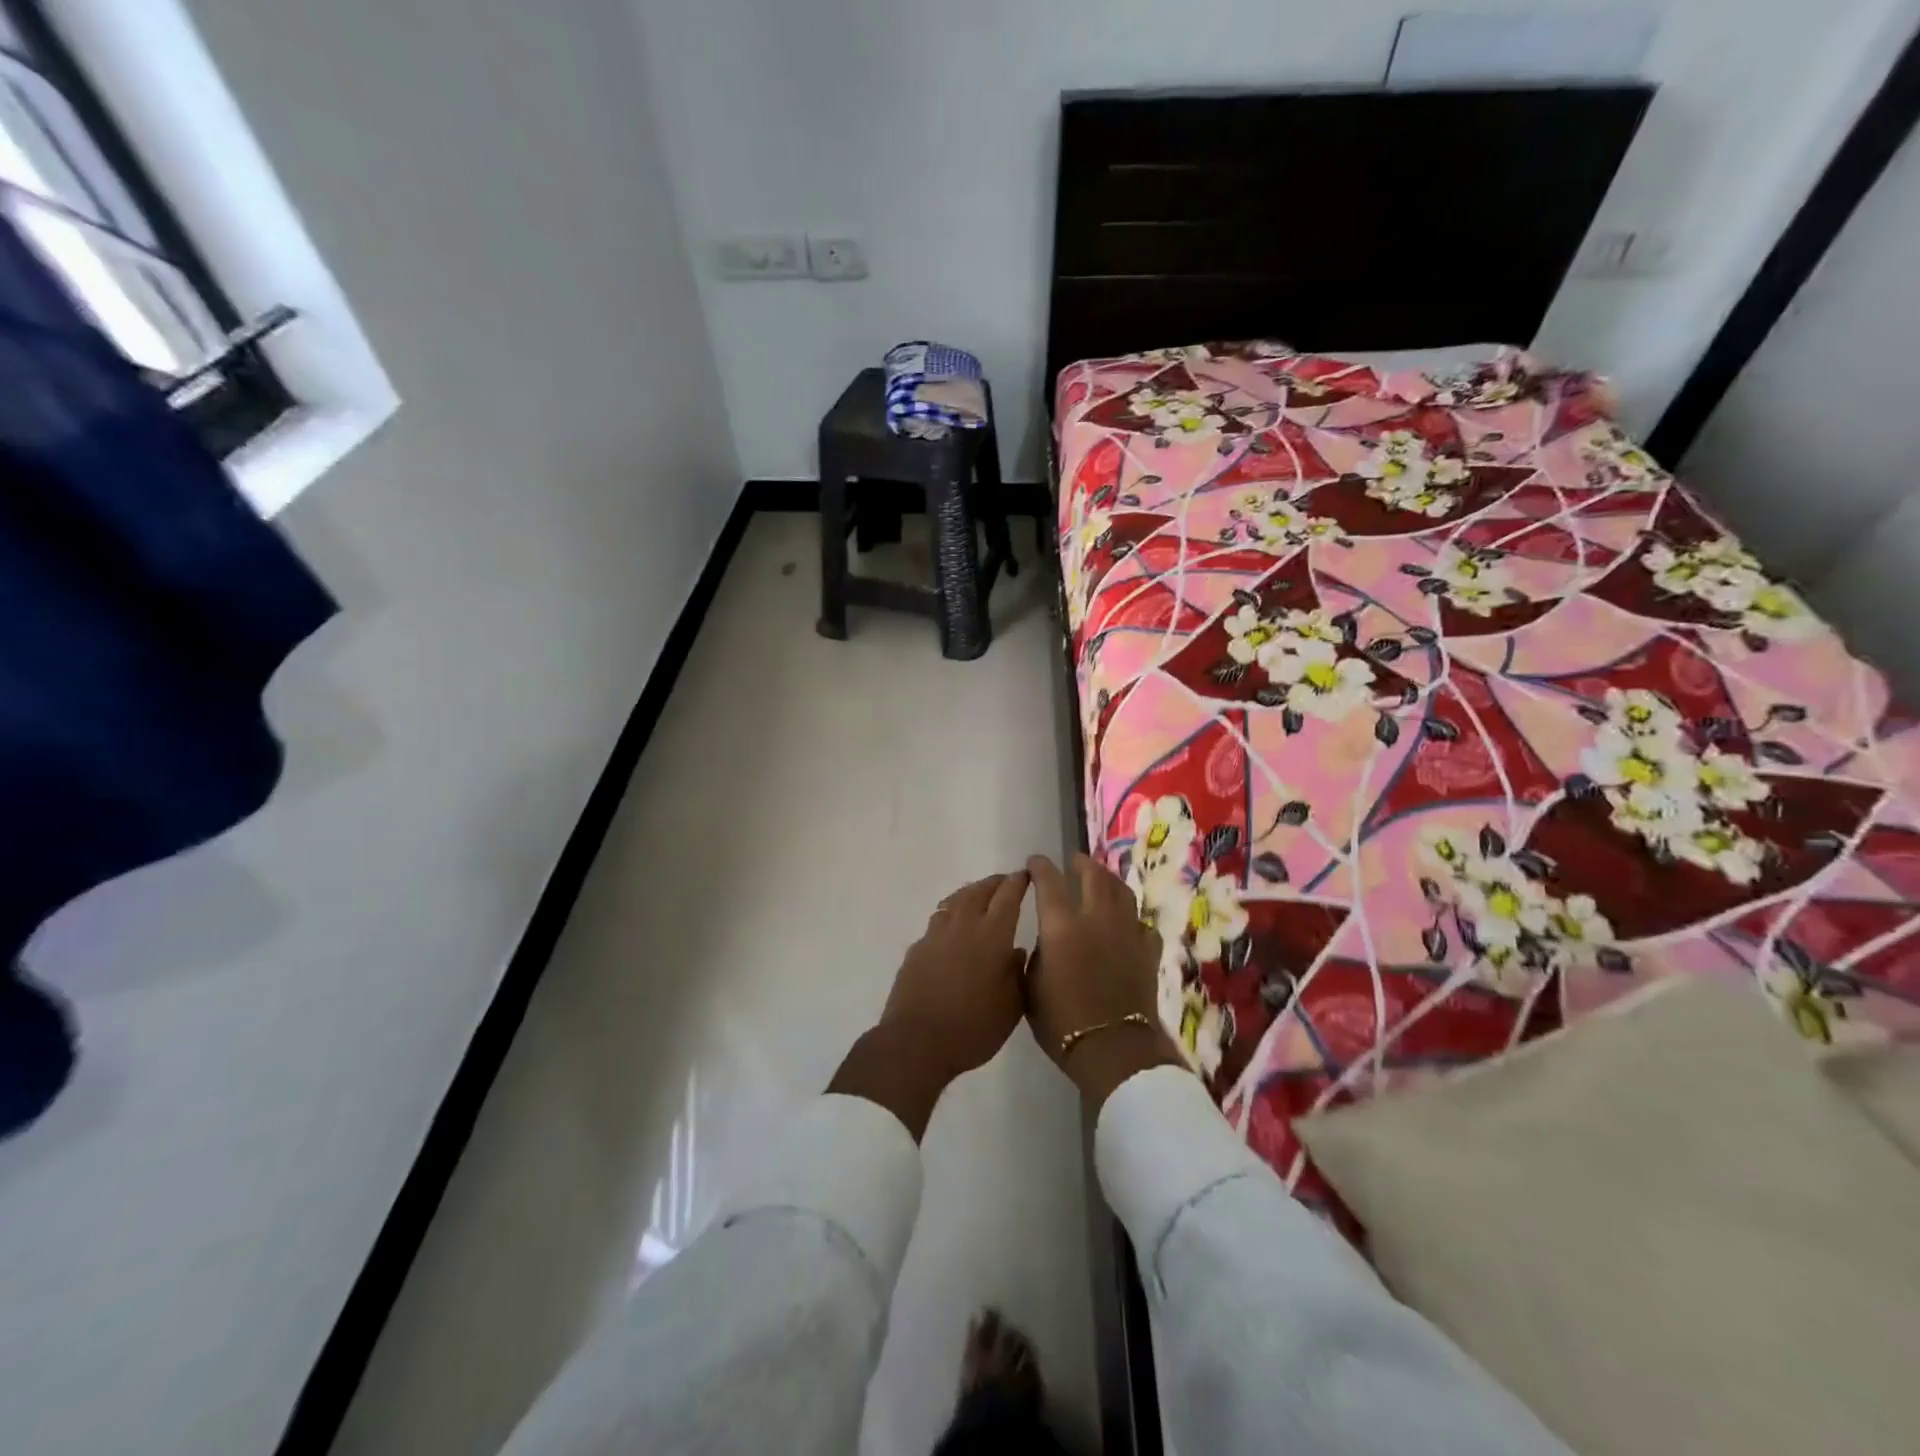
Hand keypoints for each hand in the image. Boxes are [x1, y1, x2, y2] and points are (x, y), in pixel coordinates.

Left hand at [828, 872, 1029, 1138]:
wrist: (917, 1042)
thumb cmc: (973, 1027)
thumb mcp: (1011, 1006)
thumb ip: (1017, 973)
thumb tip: (1017, 950)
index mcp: (992, 935)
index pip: (1008, 896)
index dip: (1018, 882)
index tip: (1026, 874)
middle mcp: (963, 925)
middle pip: (979, 892)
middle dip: (994, 883)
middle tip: (1005, 881)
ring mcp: (936, 935)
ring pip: (955, 901)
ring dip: (970, 893)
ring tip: (978, 895)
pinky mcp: (917, 949)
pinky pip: (937, 921)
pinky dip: (950, 914)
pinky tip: (951, 926)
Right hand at [1025, 854, 1183, 1110]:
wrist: (1112, 1048)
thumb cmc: (1061, 1021)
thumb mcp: (1031, 987)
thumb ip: (1036, 955)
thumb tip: (1045, 941)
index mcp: (1061, 925)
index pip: (1049, 881)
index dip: (1040, 867)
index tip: (1034, 862)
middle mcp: (1095, 918)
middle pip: (1093, 875)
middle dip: (1081, 863)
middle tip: (1074, 861)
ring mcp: (1126, 932)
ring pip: (1121, 892)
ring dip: (1109, 880)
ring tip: (1101, 879)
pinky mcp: (1147, 951)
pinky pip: (1142, 924)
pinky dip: (1132, 919)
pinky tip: (1127, 924)